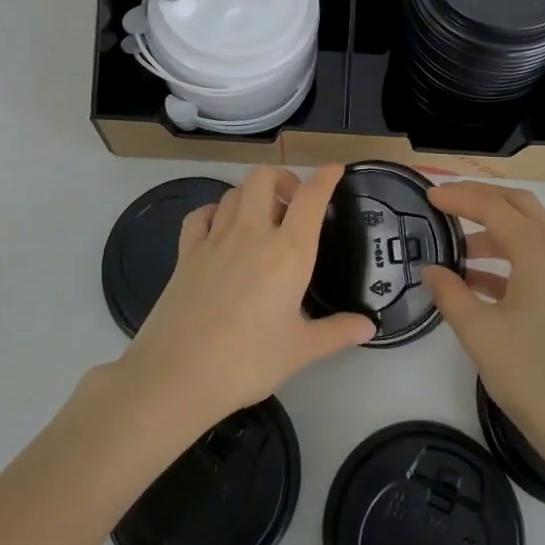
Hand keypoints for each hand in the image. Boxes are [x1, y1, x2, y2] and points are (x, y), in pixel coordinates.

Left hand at [121, 165, 375, 432]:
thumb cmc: (247, 361)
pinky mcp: (186, 253)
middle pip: (264, 178)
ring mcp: (214, 239)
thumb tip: (368, 326)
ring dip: (253, 194)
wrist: (176, 375)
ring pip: (234, 192)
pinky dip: (215, 211)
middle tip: (294, 204)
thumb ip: (337, 332)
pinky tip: (220, 228)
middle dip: (283, 179)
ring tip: (263, 218)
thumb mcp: (300, 350)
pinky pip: (201, 215)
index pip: (310, 197)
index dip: (325, 178)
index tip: (335, 170)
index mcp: (287, 251)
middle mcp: (252, 233)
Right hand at [423, 182, 544, 484]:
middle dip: (483, 201)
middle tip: (447, 204)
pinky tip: (485, 284)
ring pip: (536, 237)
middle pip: (522, 208)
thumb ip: (450, 293)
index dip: (460, 197)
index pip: (495, 208)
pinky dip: (515, 262)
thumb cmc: (535, 379)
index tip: (429, 196)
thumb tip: (433, 270)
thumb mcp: (480, 334)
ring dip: (498, 235)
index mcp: (544, 254)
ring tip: (459, 253)